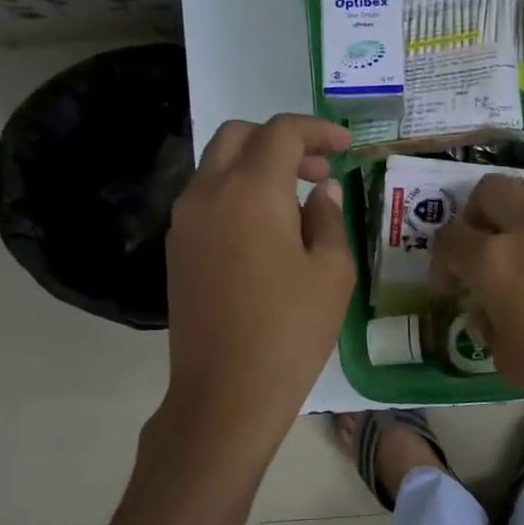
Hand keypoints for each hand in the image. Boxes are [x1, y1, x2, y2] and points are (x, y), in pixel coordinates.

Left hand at [160, 115, 353, 453]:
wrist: (225, 394)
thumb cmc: (291, 331)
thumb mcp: (332, 273)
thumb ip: (329, 220)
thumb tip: (323, 192)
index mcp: (251, 192)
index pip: (281, 133)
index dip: (317, 131)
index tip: (346, 147)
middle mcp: (209, 194)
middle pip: (239, 136)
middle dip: (282, 140)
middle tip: (319, 170)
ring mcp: (185, 222)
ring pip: (218, 165)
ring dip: (257, 166)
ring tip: (298, 201)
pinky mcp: (177, 249)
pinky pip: (207, 198)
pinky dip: (237, 192)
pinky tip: (268, 229)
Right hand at [432, 167, 523, 443]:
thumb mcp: (509, 363)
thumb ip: (489, 328)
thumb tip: (487, 311)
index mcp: (495, 262)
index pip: (450, 239)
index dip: (441, 262)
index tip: (449, 286)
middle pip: (488, 191)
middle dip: (474, 217)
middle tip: (480, 251)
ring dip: (518, 199)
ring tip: (520, 233)